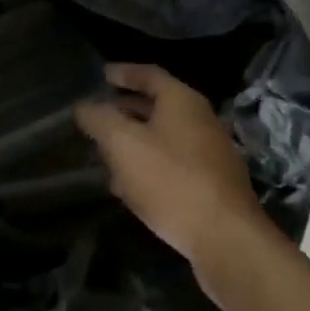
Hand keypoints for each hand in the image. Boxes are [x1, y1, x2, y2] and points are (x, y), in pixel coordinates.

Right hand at [76, 64, 269, 276]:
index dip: (123, 73)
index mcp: (182, 101)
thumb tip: (84, 106)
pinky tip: (127, 186)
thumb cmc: (171, 180)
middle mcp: (200, 119)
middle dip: (124, 110)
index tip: (101, 75)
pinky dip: (147, 165)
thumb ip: (100, 120)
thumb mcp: (124, 144)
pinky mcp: (210, 183)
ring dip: (133, 141)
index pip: (149, 74)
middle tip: (96, 116)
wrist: (225, 237)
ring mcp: (209, 152)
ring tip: (103, 154)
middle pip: (156, 105)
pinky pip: (172, 163)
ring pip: (162, 137)